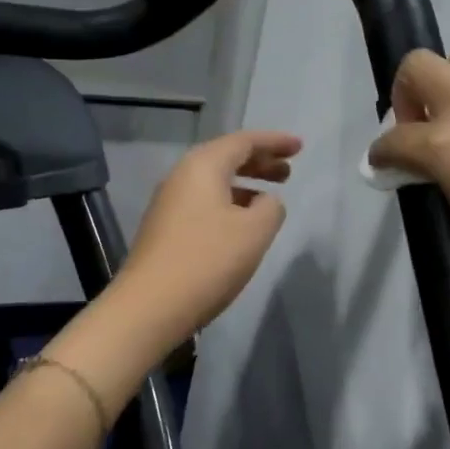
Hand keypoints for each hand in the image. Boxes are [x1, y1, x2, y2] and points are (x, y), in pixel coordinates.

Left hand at [116, 129, 300, 348]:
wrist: (149, 307)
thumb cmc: (207, 261)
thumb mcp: (254, 232)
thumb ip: (271, 208)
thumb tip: (265, 201)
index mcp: (203, 167)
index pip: (243, 141)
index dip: (274, 142)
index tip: (300, 147)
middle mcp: (181, 177)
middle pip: (226, 158)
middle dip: (260, 161)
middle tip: (288, 171)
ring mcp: (169, 204)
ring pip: (215, 182)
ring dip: (246, 184)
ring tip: (271, 197)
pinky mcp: (166, 230)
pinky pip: (205, 202)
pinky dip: (230, 203)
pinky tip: (242, 224)